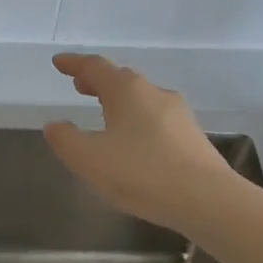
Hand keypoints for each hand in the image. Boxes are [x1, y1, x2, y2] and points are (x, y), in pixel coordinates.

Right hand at [43, 53, 236, 231]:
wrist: (207, 199)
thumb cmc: (141, 173)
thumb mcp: (89, 159)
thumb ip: (66, 140)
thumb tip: (55, 125)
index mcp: (127, 91)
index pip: (95, 67)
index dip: (74, 64)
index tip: (58, 62)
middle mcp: (154, 93)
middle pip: (121, 79)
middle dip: (98, 81)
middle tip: (80, 85)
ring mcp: (178, 114)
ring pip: (141, 99)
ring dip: (119, 101)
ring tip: (104, 112)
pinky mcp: (192, 137)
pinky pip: (156, 119)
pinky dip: (137, 120)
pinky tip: (134, 141)